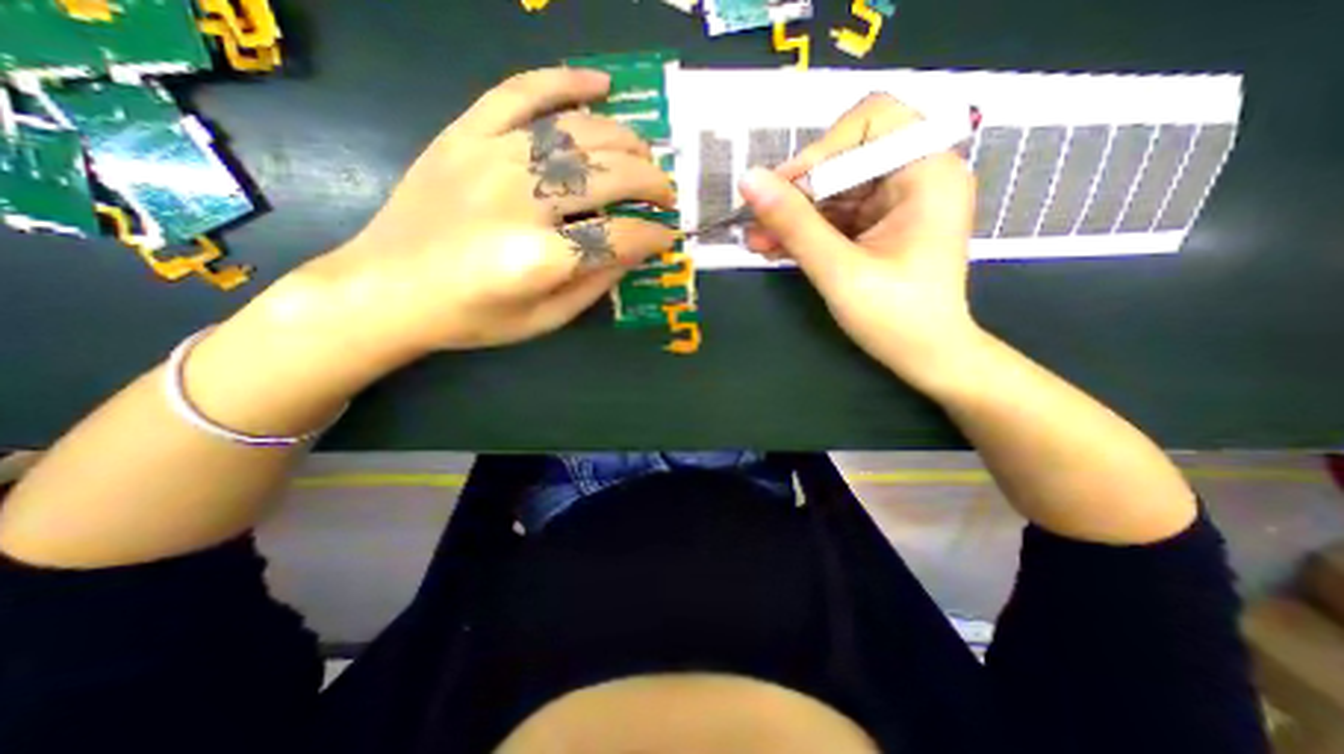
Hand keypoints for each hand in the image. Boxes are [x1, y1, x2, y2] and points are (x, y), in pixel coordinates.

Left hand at [288, 65, 676, 355]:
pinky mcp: (464, 134)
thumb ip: (593, 286)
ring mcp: (490, 158)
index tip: (668, 236)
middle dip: (651, 184)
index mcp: (539, 258)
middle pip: (608, 176)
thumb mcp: (543, 320)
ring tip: (644, 156)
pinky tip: (601, 84)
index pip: (619, 236)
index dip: (653, 236)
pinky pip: (520, 91)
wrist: (386, 288)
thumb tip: (634, 251)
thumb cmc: (471, 317)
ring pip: (577, 132)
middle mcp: (520, 199)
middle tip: (666, 194)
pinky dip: (564, 81)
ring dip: (625, 141)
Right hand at [739, 90, 983, 388]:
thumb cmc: (895, 318)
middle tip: (758, 221)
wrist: (926, 357)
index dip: (822, 149)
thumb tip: (748, 180)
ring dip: (793, 215)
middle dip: (798, 191)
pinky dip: (805, 230)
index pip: (872, 120)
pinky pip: (835, 215)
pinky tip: (773, 246)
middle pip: (845, 157)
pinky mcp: (879, 226)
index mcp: (927, 173)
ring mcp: (896, 203)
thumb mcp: (839, 270)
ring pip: (833, 190)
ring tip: (756, 240)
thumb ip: (794, 224)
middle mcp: (916, 176)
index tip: (783, 189)